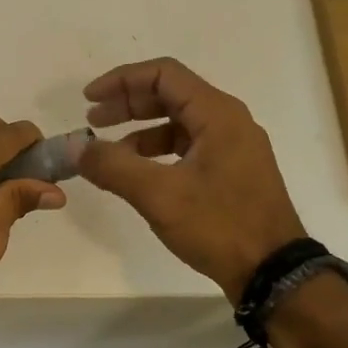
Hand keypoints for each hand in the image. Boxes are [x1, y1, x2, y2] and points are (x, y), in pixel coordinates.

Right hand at [76, 58, 305, 302]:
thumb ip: (113, 166)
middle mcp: (228, 122)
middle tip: (92, 121)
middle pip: (170, 95)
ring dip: (139, 130)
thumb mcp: (159, 195)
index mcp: (217, 114)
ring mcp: (232, 147)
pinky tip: (136, 174)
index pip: (163, 75)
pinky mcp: (231, 172)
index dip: (122, 80)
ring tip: (107, 152)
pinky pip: (187, 147)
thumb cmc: (219, 225)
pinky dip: (156, 152)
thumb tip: (75, 147)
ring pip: (177, 123)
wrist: (272, 272)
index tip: (89, 99)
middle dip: (127, 104)